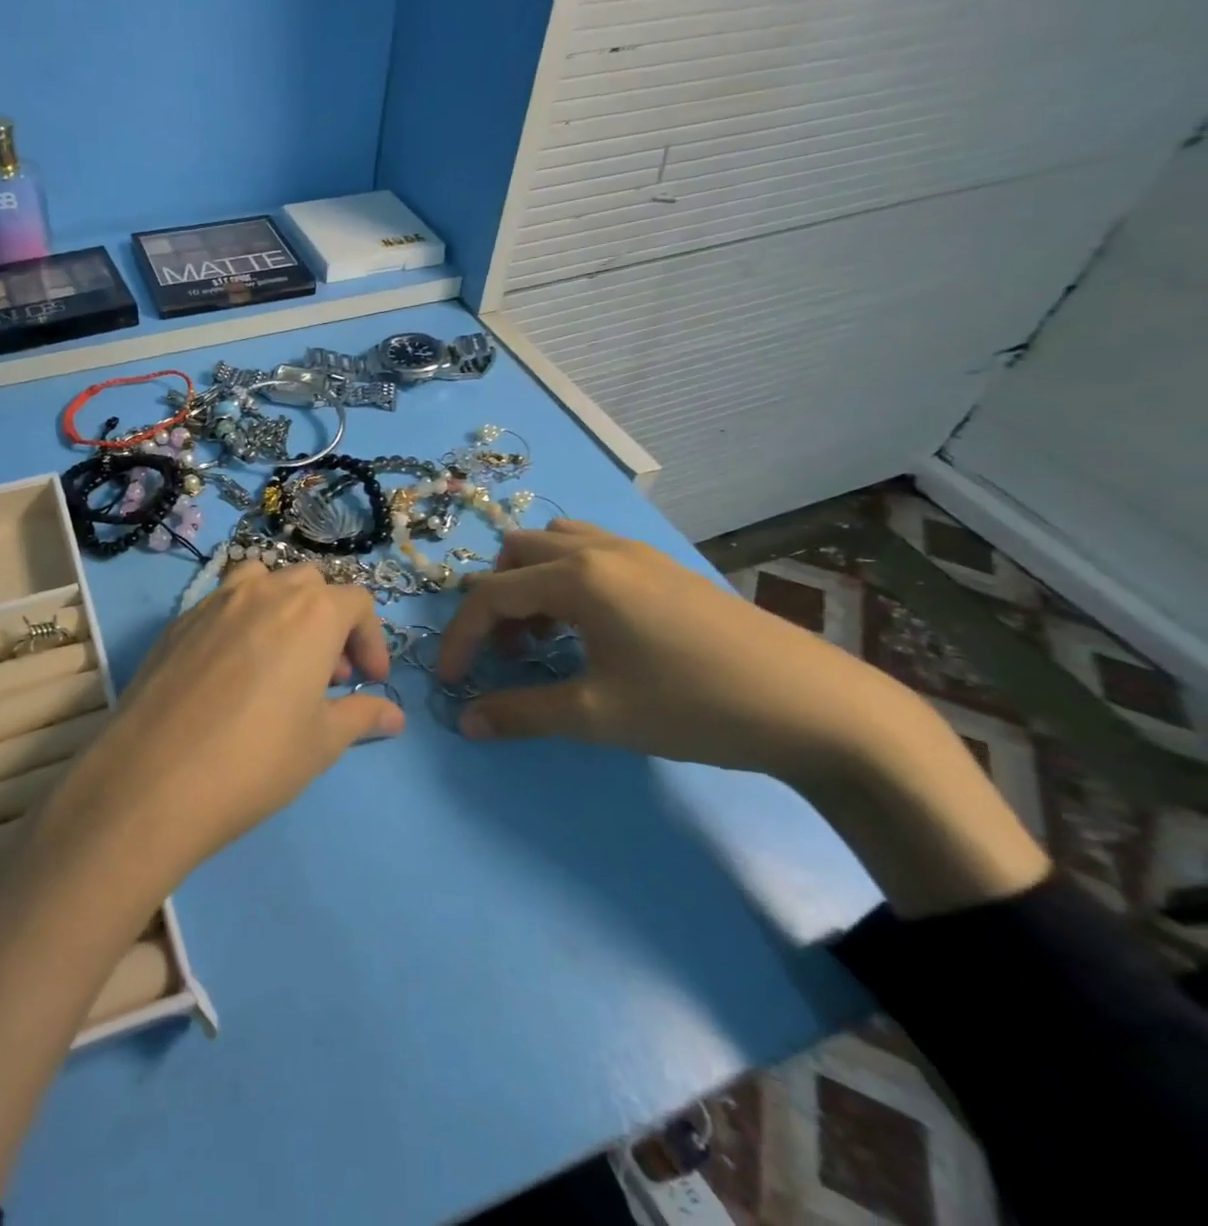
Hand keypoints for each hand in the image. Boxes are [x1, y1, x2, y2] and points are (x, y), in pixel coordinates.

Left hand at [59, 562, 404, 881]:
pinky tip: (232, 670)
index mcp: (311, 613)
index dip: (371, 640)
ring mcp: (215, 600)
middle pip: (311, 584)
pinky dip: (241, 620)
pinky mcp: (179, 620)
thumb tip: (393, 716)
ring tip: (280, 656)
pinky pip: (222, 602)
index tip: (370, 681)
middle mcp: (265, 592)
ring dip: (283, 607)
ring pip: (262, 580)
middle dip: (329, 621)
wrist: (155, 776)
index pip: (357, 603)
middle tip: (327, 673)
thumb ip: (361, 716)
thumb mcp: (321, 742)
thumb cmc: (257, 758)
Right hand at [438, 520, 1048, 915]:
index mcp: (577, 577)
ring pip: (555, 545)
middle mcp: (600, 550)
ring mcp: (638, 553)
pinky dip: (568, 580)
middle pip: (515, 554)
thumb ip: (522, 713)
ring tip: (546, 636)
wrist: (816, 708)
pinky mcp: (666, 568)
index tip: (451, 682)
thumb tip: (466, 722)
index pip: (490, 595)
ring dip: (531, 583)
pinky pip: (592, 553)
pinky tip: (593, 629)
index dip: (460, 638)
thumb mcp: (597, 716)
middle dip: (494, 602)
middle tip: (505, 654)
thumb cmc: (694, 706)